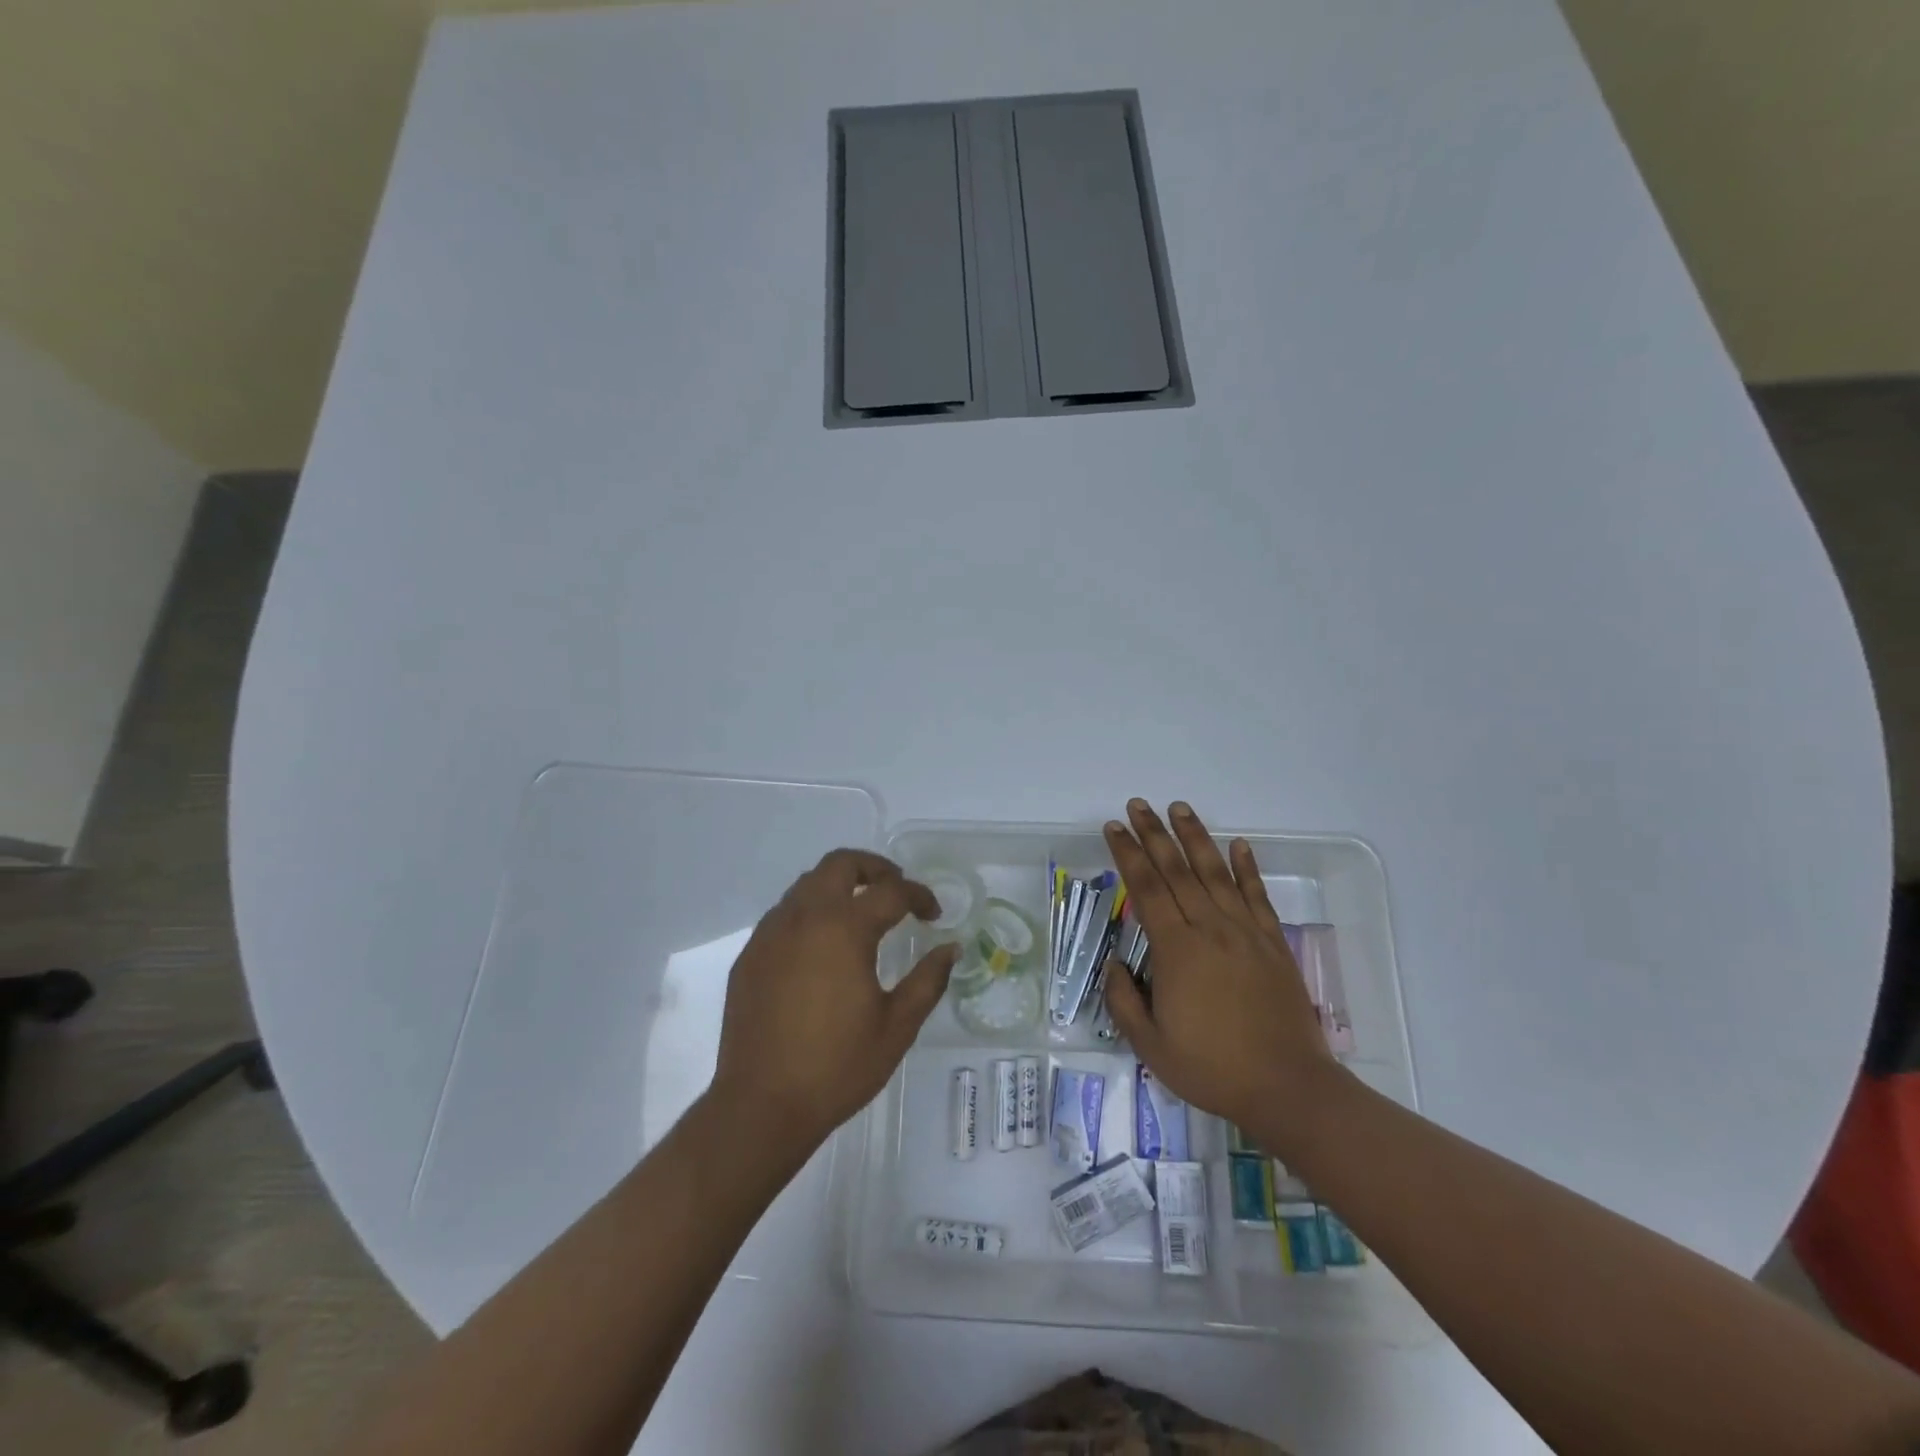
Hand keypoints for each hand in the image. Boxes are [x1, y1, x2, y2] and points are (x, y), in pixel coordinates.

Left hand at [711, 849, 956, 1149]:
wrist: (761, 1105)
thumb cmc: (837, 1067)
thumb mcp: (897, 1026)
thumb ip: (928, 980)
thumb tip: (950, 948)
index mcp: (844, 929)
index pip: (891, 891)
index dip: (919, 896)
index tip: (934, 914)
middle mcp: (805, 917)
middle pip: (840, 863)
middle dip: (874, 867)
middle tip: (896, 889)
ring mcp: (771, 933)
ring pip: (807, 883)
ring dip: (839, 886)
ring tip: (861, 913)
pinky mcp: (751, 954)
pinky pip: (785, 913)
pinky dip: (811, 911)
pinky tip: (822, 946)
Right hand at [1101, 800, 1342, 1140]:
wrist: (1287, 1087)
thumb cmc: (1212, 1068)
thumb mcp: (1150, 1046)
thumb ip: (1124, 1001)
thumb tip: (1115, 965)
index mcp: (1177, 950)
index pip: (1146, 889)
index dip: (1128, 855)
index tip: (1114, 828)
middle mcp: (1210, 929)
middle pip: (1177, 870)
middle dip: (1154, 834)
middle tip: (1138, 805)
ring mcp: (1246, 933)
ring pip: (1216, 873)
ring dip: (1196, 838)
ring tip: (1179, 809)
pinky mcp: (1273, 944)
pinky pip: (1257, 896)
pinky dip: (1247, 867)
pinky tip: (1239, 845)